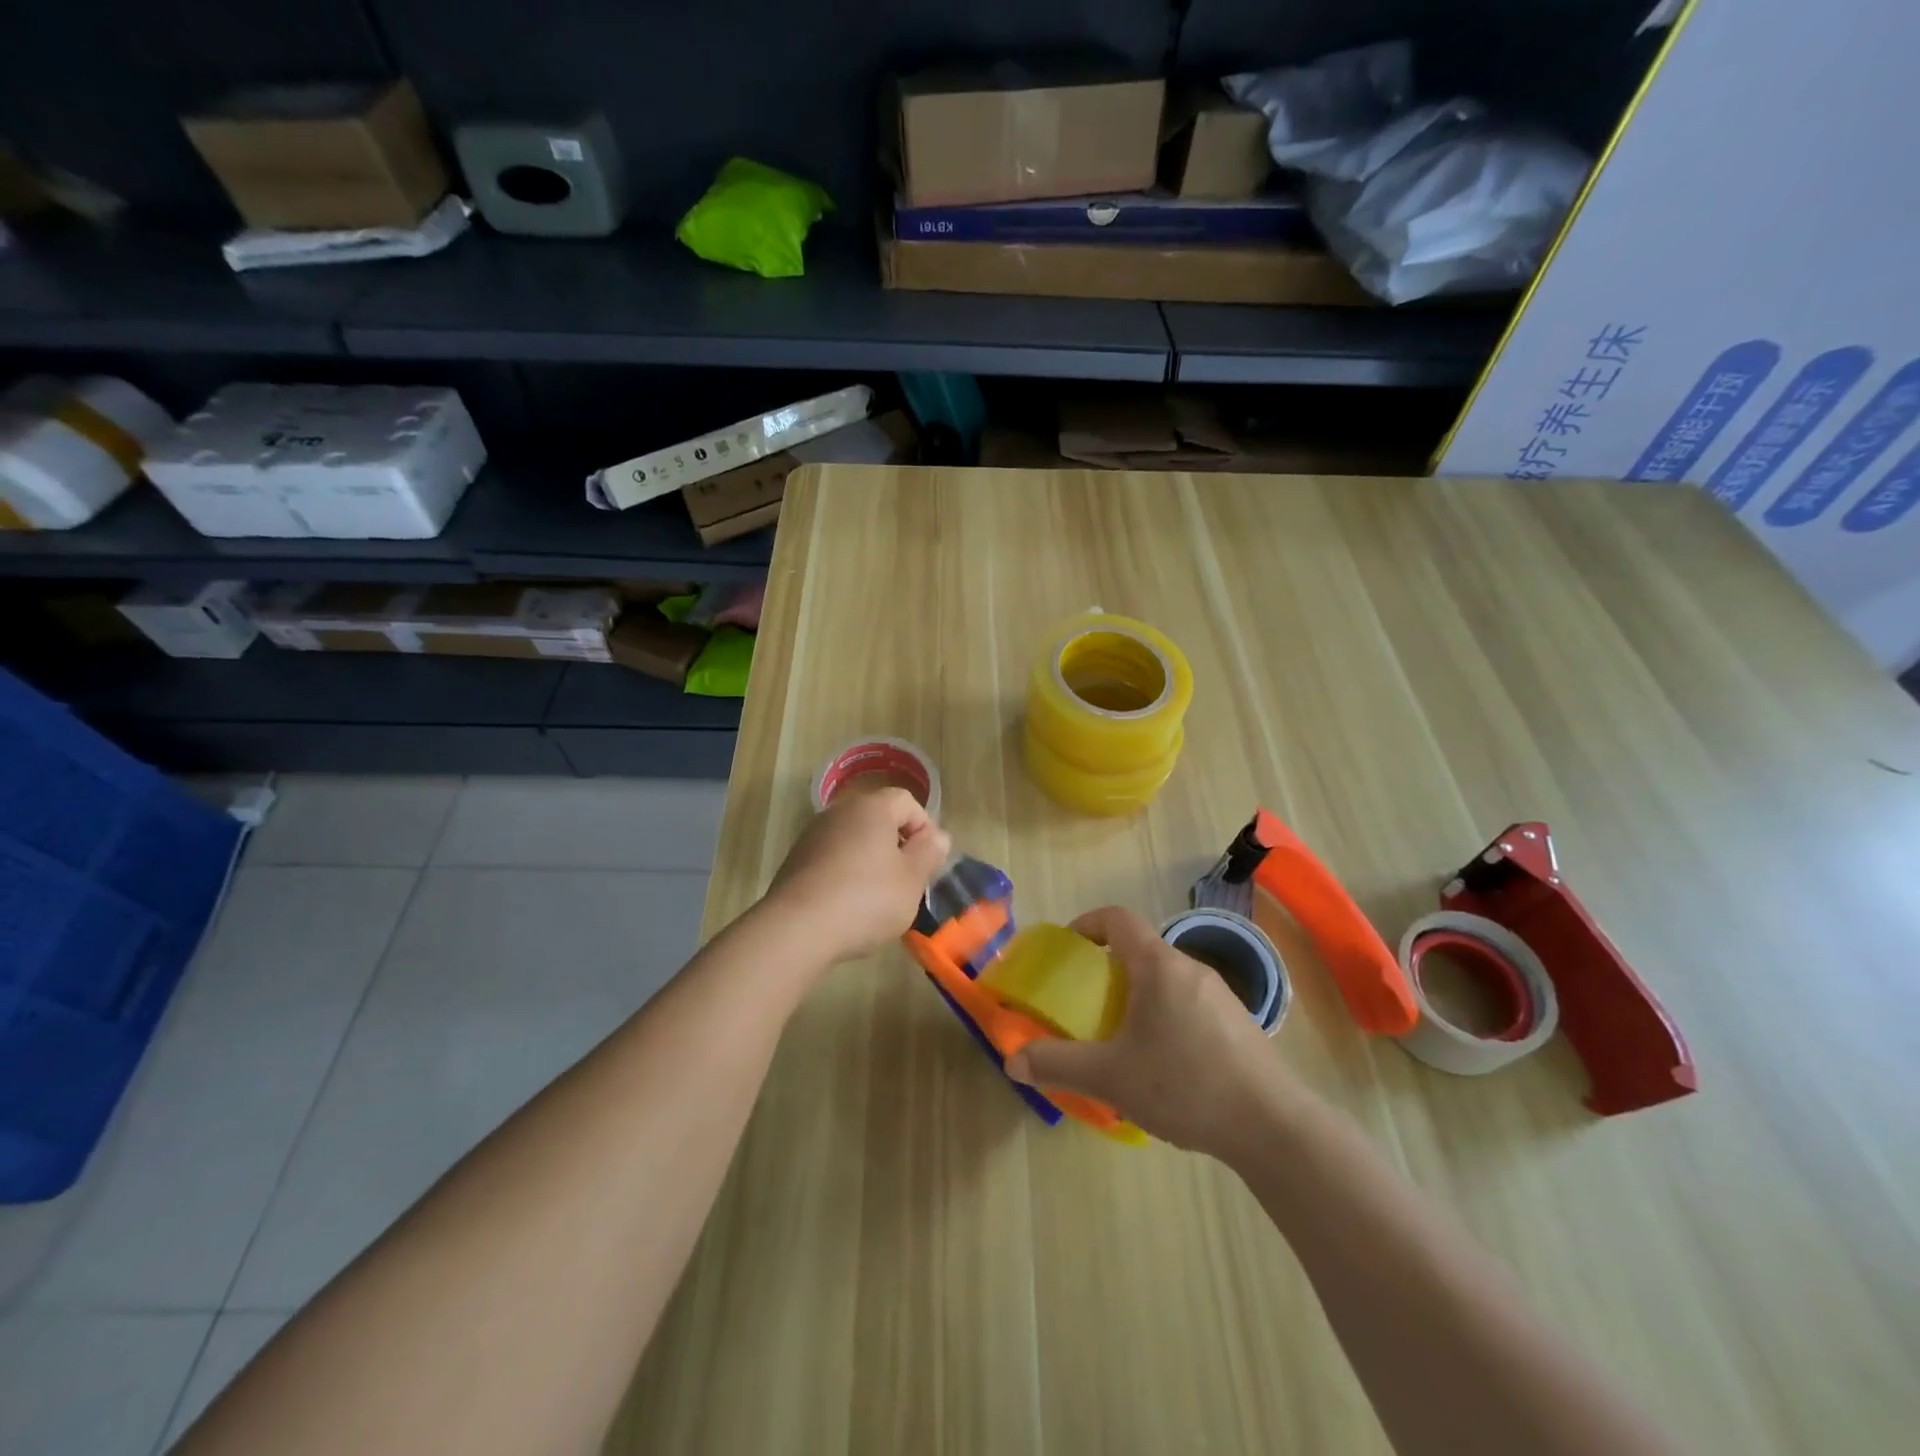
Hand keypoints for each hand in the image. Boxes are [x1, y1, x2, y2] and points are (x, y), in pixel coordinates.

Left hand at [763, 787, 950, 967]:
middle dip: (897, 846)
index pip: (907, 801)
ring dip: (871, 861)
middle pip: (878, 819)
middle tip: (907, 881)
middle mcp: (840, 812)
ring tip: (877, 899)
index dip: (924, 828)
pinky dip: (845, 875)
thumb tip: (937, 836)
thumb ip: (929, 853)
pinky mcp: (796, 861)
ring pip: (854, 840)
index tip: (928, 862)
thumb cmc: (865, 900)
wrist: (796, 929)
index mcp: (872, 808)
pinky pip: (832, 859)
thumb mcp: (912, 880)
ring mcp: (813, 835)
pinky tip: (848, 907)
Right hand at [1005, 905, 1292, 1155]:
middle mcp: (1190, 968)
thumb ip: (1059, 1065)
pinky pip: (1189, 1003)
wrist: (1272, 1126)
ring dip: (1138, 995)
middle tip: (1087, 1004)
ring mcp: (1220, 995)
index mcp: (1158, 965)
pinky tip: (1165, 1064)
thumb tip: (1014, 1062)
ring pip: (1166, 979)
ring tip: (1122, 1038)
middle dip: (1109, 969)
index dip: (1086, 924)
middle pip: (1141, 950)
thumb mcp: (1111, 1077)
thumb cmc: (1185, 1085)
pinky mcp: (1239, 1023)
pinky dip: (1165, 1015)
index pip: (1117, 919)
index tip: (1068, 949)